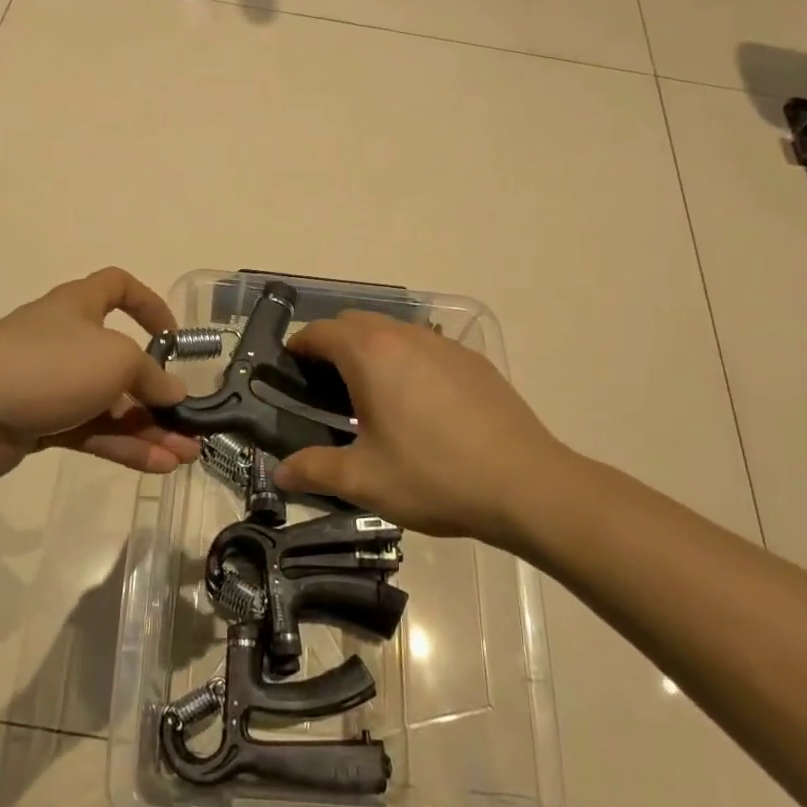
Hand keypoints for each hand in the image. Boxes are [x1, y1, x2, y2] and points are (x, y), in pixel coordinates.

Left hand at [0, 268, 199, 491]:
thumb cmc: (47, 365)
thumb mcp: (116, 359)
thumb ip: (152, 376)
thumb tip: (175, 392)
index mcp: (80, 307)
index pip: (117, 287)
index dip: (149, 304)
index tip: (174, 336)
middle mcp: (67, 343)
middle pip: (121, 362)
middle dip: (158, 393)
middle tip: (192, 422)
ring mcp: (51, 387)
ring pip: (110, 406)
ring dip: (149, 429)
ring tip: (187, 455)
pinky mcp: (40, 426)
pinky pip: (92, 433)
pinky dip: (124, 447)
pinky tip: (158, 466)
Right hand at [273, 312, 570, 545]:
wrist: (526, 484)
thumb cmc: (433, 476)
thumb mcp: (364, 480)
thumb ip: (314, 470)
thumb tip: (280, 473)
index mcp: (371, 354)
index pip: (320, 332)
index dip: (298, 347)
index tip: (288, 370)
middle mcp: (406, 336)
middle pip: (356, 322)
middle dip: (333, 344)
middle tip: (324, 386)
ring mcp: (445, 345)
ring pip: (393, 331)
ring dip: (372, 350)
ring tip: (370, 395)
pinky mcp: (474, 362)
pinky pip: (426, 347)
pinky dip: (407, 361)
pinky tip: (419, 404)